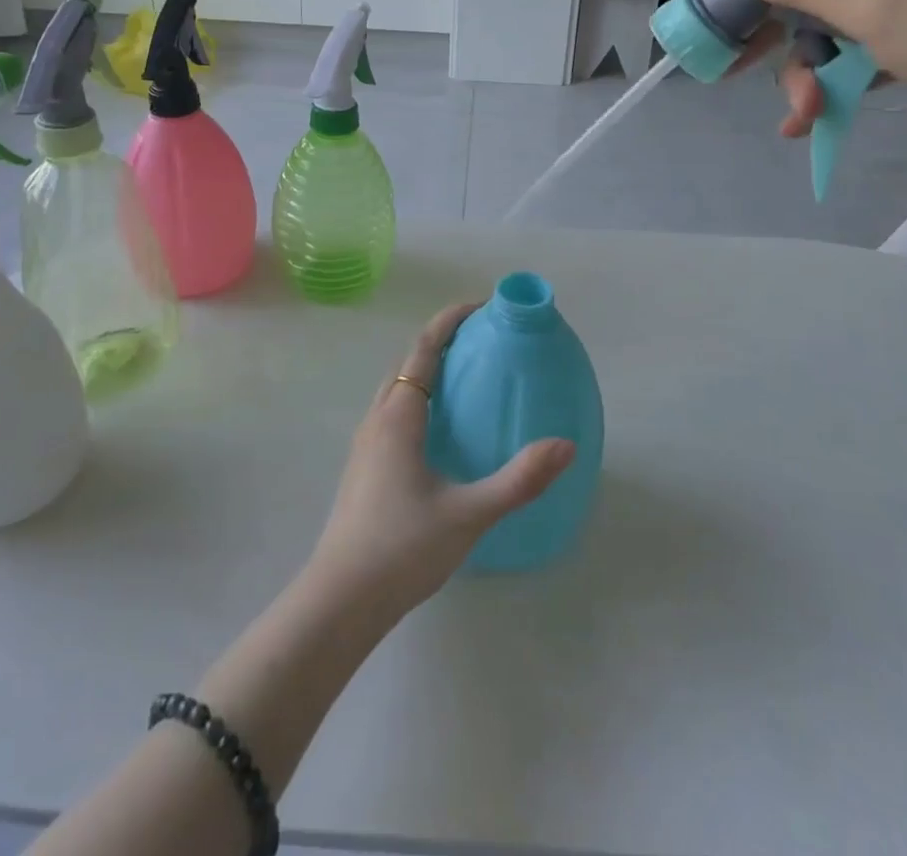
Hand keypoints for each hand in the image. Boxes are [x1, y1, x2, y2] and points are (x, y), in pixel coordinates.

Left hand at [304, 303, 575, 620]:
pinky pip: (392, 412)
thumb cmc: (402, 548)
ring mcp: (365, 444)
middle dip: (440, 341)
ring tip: (463, 377)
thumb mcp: (469, 513)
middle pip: (407, 362)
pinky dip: (417, 398)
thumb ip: (519, 479)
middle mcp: (377, 419)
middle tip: (480, 340)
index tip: (480, 306)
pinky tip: (438, 430)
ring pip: (395, 389)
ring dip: (425, 370)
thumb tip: (566, 445)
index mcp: (398, 416)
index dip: (449, 320)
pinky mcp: (363, 467)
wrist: (340, 600)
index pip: (423, 349)